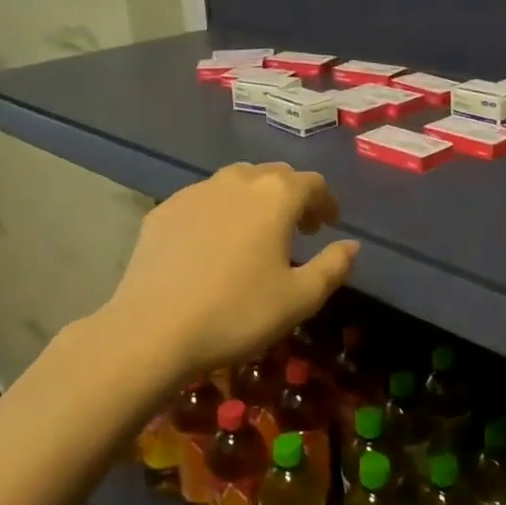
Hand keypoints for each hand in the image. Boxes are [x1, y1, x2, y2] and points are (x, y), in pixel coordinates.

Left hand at [103, 162, 359, 380]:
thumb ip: (333, 266)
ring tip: (257, 231)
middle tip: (299, 227)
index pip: (311, 183)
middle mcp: (237, 181)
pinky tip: (214, 243)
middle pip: (273, 176)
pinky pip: (202, 200)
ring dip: (254, 200)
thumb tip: (351, 246)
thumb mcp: (300, 298)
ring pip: (235, 183)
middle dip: (292, 196)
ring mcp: (195, 192)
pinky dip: (219, 212)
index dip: (325, 201)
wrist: (153, 328)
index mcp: (275, 195)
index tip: (328, 224)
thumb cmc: (238, 312)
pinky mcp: (163, 210)